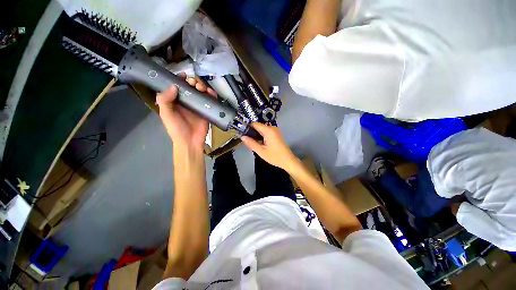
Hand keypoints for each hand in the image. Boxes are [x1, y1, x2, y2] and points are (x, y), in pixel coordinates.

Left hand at [157, 73, 216, 149]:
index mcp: (175, 101)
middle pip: (191, 87)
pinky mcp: (207, 110)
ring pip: (201, 91)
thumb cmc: (176, 129)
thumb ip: (165, 100)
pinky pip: (210, 100)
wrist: (190, 141)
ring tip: (201, 88)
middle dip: (193, 82)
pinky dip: (211, 94)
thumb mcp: (166, 114)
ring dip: (202, 86)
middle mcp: (187, 101)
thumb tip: (174, 86)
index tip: (183, 75)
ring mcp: (198, 105)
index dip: (180, 79)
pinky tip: (210, 92)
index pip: (177, 86)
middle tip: (193, 84)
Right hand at [241, 123, 299, 171]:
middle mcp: (272, 128)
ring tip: (253, 143)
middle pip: (258, 126)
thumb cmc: (275, 156)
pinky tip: (259, 144)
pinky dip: (261, 137)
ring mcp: (275, 130)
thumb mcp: (261, 151)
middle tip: (246, 141)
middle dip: (252, 133)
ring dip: (256, 135)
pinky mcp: (276, 134)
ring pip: (262, 130)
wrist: (288, 160)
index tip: (241, 132)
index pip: (254, 124)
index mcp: (268, 130)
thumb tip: (242, 137)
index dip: (247, 127)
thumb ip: (251, 143)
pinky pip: (266, 132)